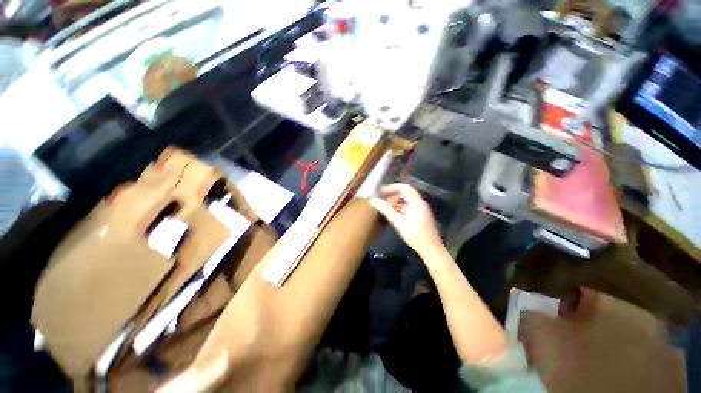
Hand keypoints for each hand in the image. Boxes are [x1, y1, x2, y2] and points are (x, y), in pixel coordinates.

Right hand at [370, 184, 442, 258]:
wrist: (431, 249)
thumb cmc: (415, 235)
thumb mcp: (399, 222)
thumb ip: (386, 210)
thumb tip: (373, 200)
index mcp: (417, 202)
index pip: (404, 188)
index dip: (392, 187)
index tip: (381, 191)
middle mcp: (420, 203)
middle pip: (405, 193)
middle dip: (392, 195)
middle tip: (381, 199)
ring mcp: (420, 209)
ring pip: (406, 200)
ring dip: (395, 201)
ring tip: (384, 206)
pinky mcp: (419, 215)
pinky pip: (408, 206)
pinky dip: (399, 207)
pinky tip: (392, 213)